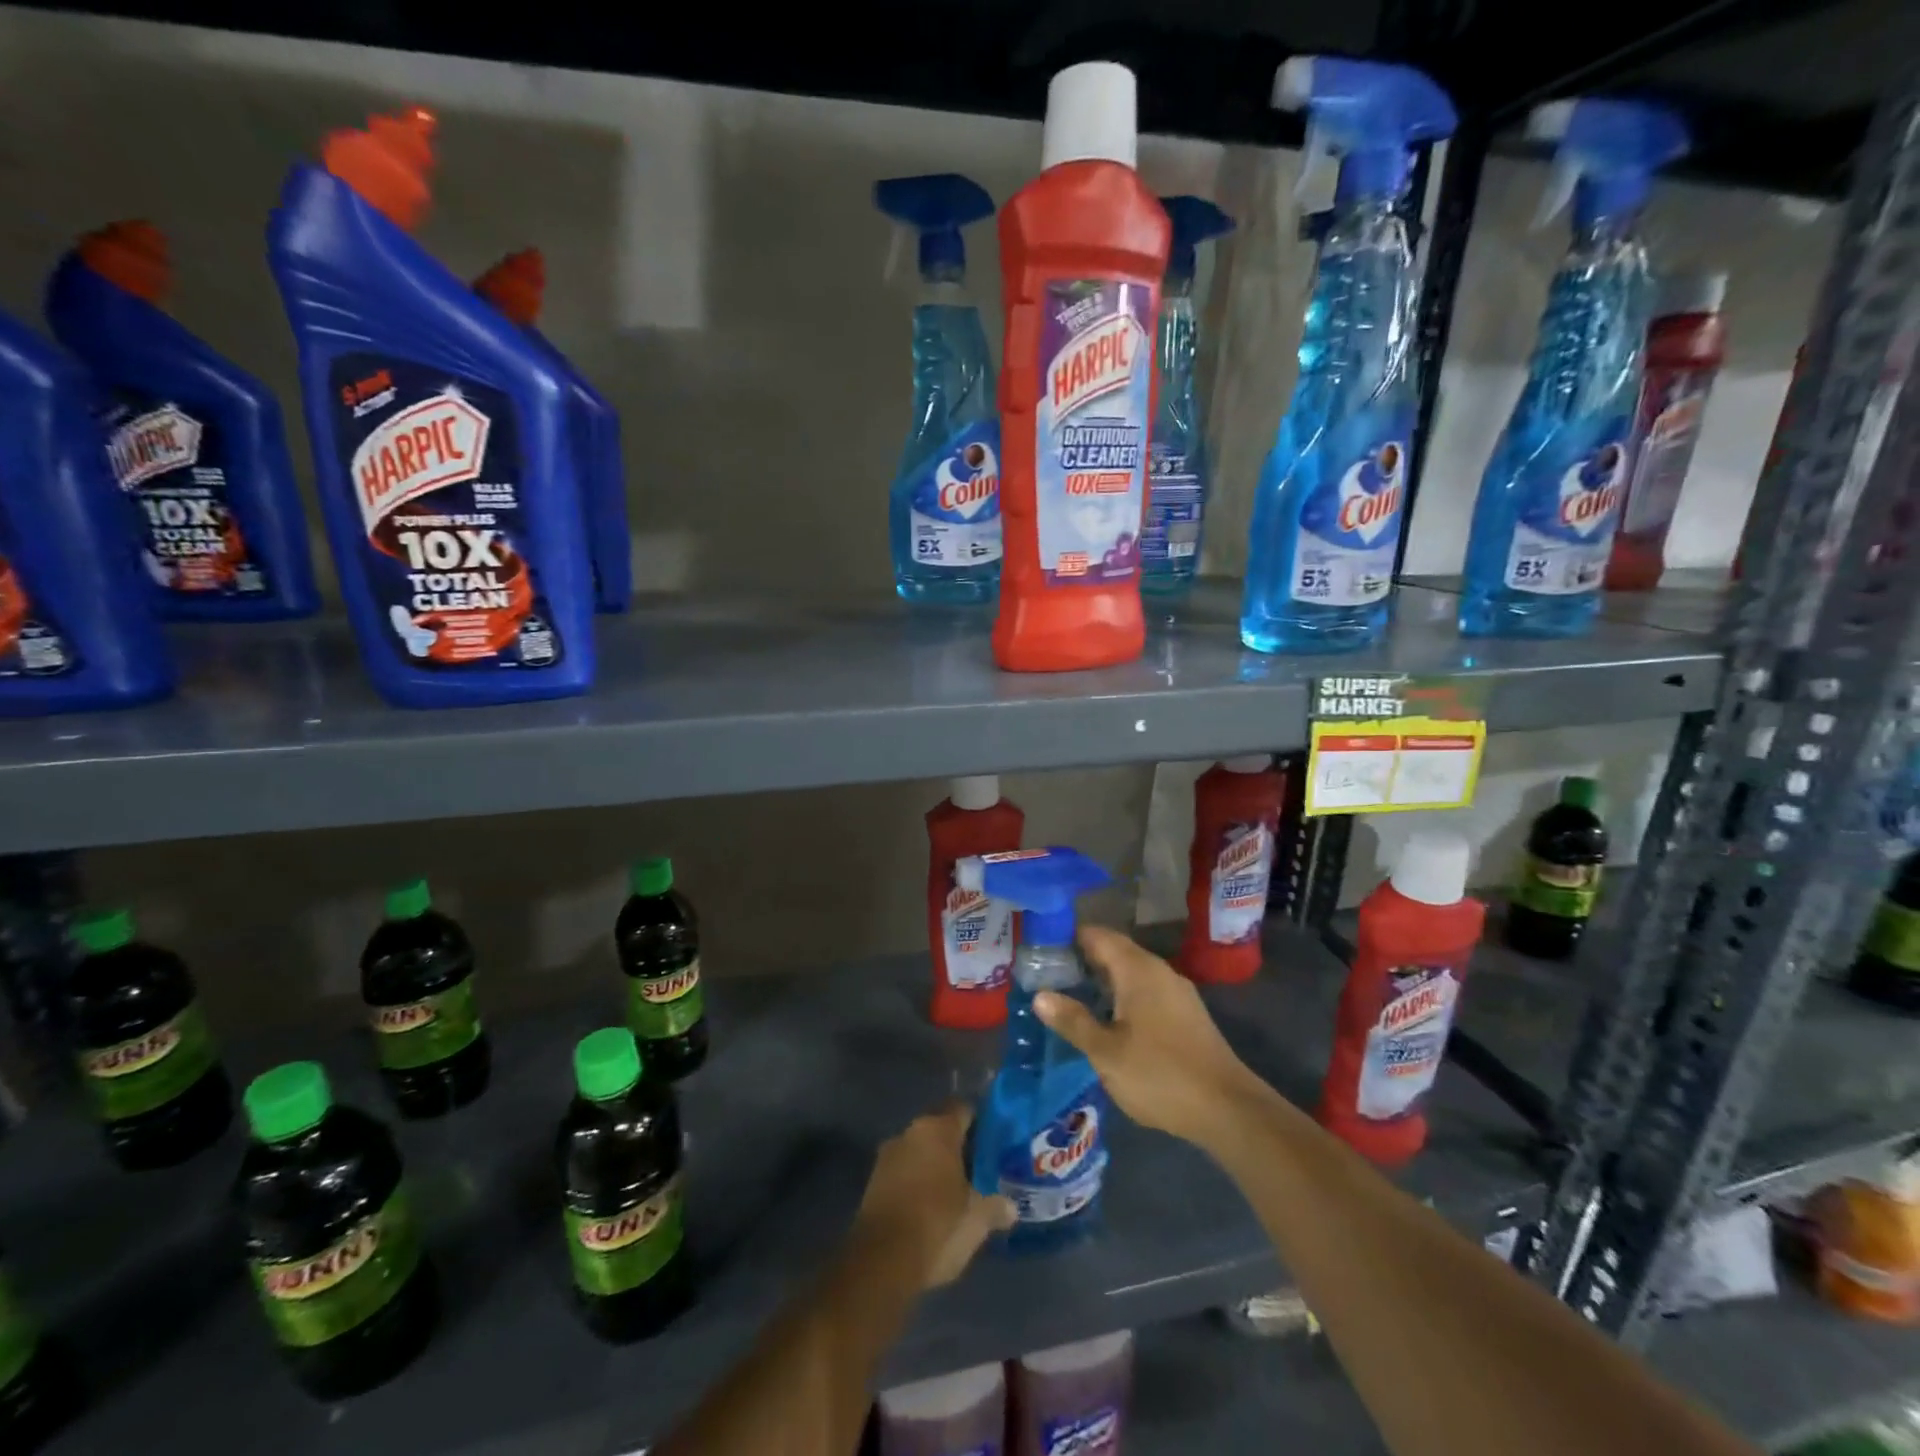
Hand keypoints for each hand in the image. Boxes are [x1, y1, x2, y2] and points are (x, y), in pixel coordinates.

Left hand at [853, 1102, 1016, 1289]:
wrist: (880, 1262)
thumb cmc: (936, 1227)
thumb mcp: (977, 1221)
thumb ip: (996, 1207)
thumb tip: (1011, 1207)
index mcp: (938, 1129)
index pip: (964, 1109)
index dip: (981, 1123)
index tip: (996, 1142)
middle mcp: (910, 1132)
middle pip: (941, 1129)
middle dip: (959, 1147)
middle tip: (980, 1169)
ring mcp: (888, 1155)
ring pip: (921, 1150)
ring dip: (936, 1165)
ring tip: (957, 1191)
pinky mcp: (873, 1181)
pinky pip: (904, 1170)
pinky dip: (918, 1181)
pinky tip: (931, 1206)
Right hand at [1035, 925, 1266, 1146]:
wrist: (1227, 1109)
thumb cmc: (1160, 1074)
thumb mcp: (1106, 1052)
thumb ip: (1073, 1021)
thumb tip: (1040, 995)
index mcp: (1138, 969)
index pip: (1098, 935)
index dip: (1069, 936)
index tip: (1041, 948)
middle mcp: (1159, 970)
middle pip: (1115, 951)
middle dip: (1083, 959)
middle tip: (1048, 974)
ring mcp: (1176, 992)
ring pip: (1131, 973)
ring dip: (1103, 980)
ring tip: (1071, 996)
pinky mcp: (1186, 1015)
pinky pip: (1146, 991)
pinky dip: (1122, 996)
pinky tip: (1108, 1019)